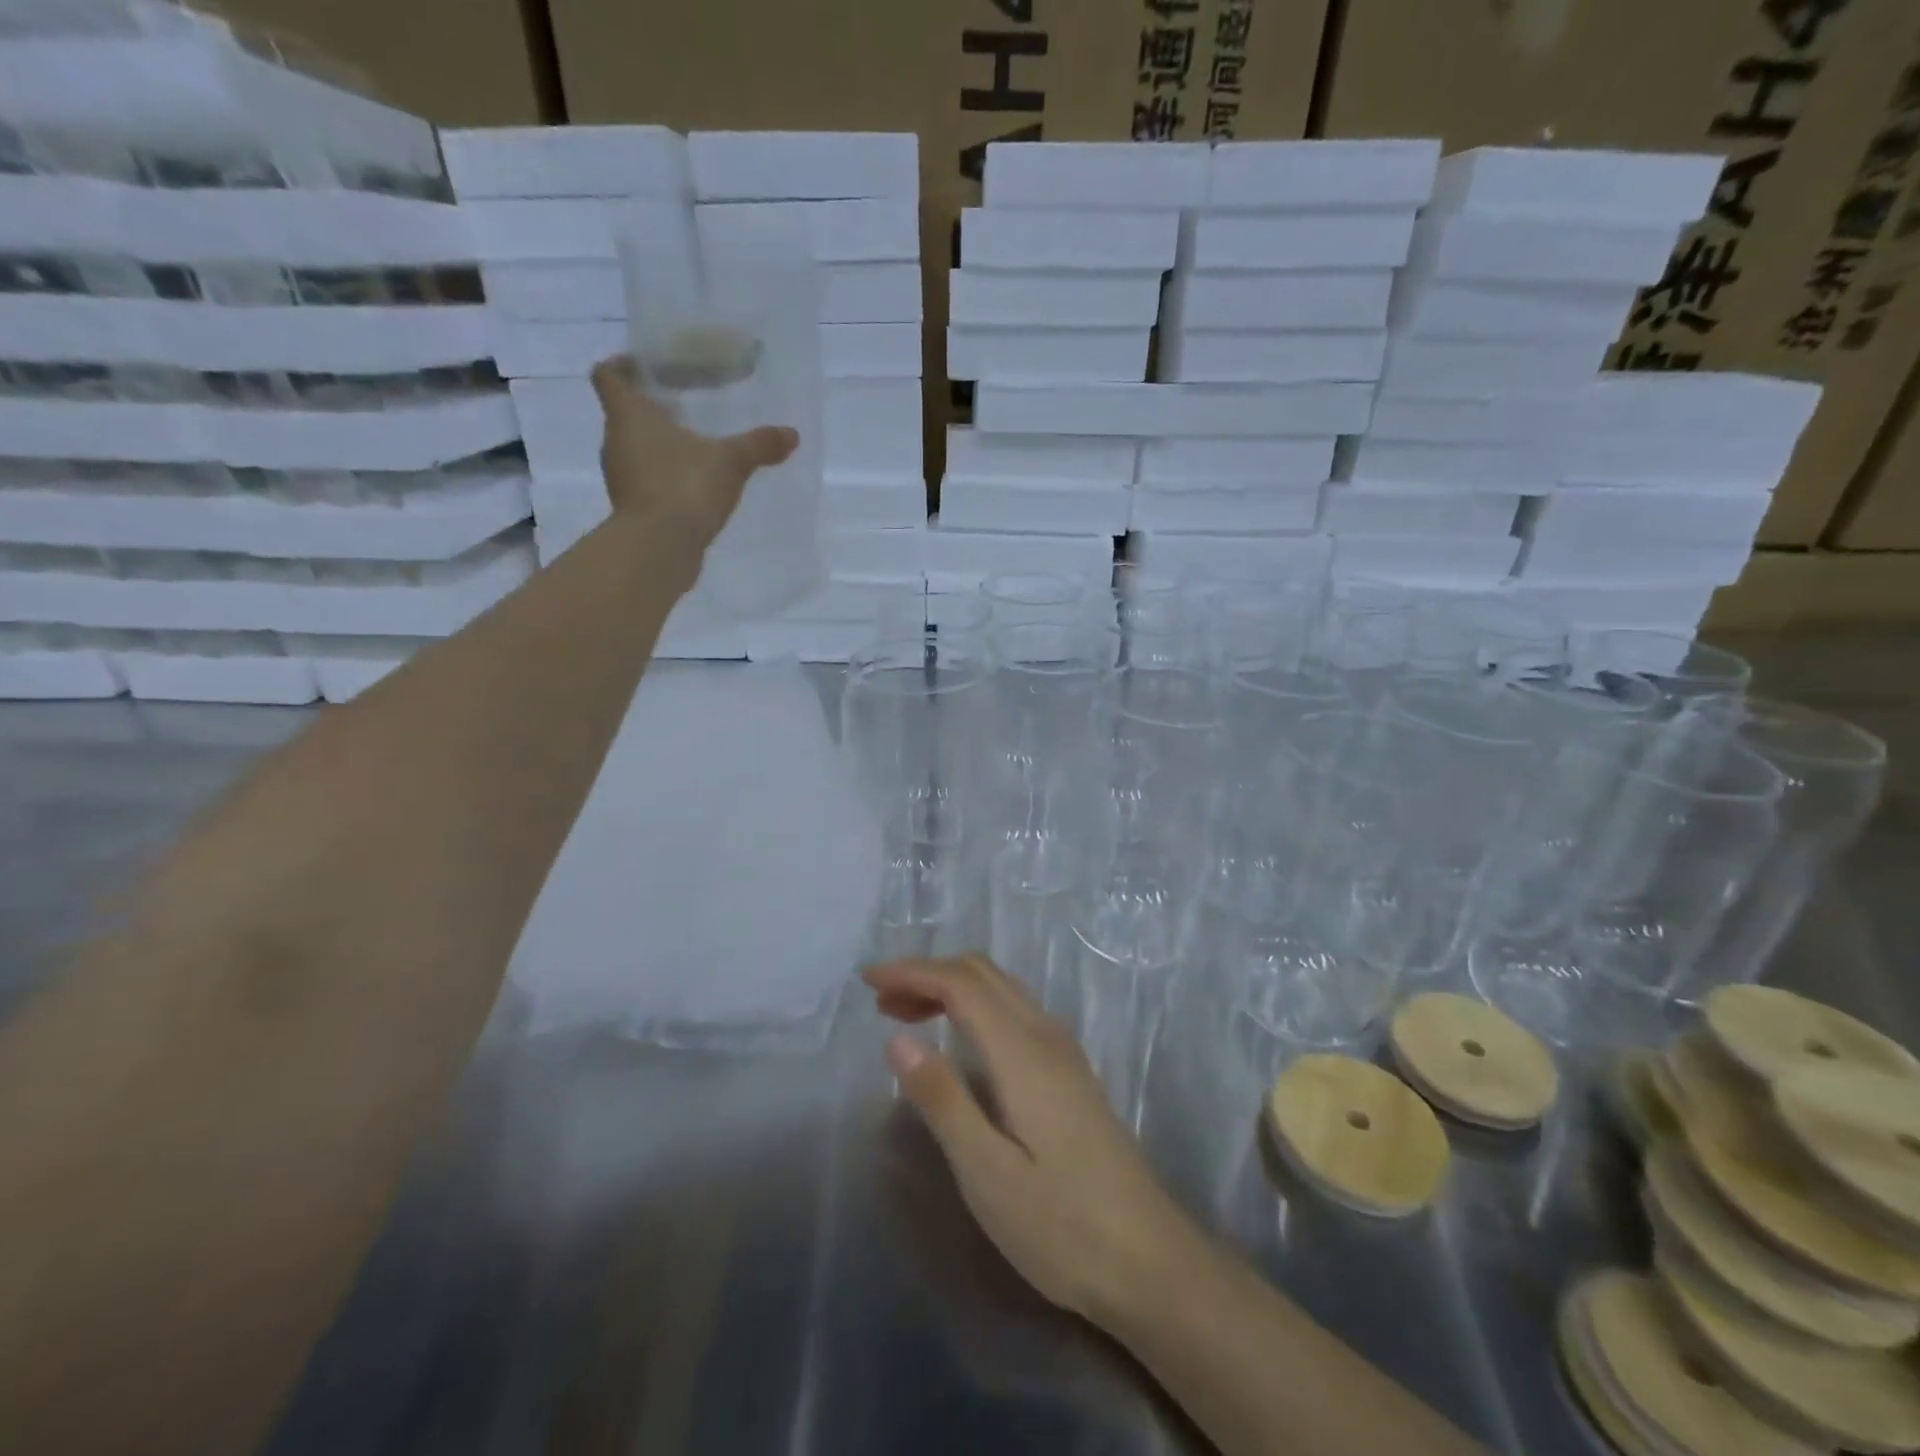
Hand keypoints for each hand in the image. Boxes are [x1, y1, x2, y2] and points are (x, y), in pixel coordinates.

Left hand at [591, 354, 798, 552]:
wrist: (659, 548)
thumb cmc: (685, 486)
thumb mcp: (730, 461)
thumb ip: (759, 445)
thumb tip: (792, 434)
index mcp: (629, 415)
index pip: (608, 376)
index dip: (621, 366)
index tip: (644, 368)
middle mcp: (615, 441)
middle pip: (623, 413)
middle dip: (649, 408)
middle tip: (682, 407)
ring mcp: (621, 478)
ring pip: (633, 449)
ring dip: (656, 445)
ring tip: (692, 448)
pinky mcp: (632, 509)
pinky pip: (644, 481)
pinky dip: (662, 478)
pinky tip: (691, 486)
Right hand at [863, 954, 1196, 1324]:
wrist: (1150, 1260)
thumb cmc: (1062, 1225)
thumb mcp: (987, 1173)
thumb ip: (942, 1099)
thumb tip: (897, 1039)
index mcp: (1022, 1052)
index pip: (961, 984)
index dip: (912, 972)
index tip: (867, 981)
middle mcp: (1045, 1035)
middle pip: (982, 973)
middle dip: (928, 973)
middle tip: (881, 1001)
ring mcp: (1063, 1051)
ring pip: (1001, 988)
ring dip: (952, 986)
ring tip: (907, 1014)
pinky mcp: (1070, 1071)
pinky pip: (1014, 1008)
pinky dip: (975, 1004)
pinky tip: (959, 1039)